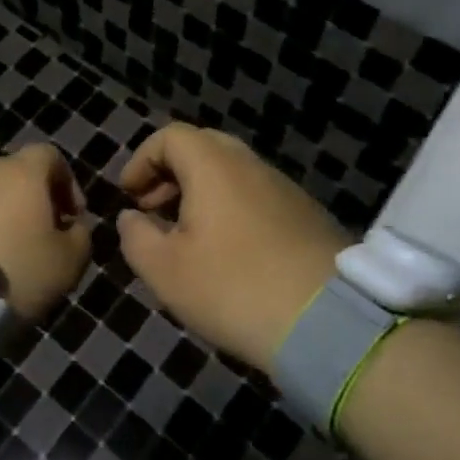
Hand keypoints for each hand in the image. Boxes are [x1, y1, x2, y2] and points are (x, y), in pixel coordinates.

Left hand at [0, 144, 90, 320]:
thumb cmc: (15, 269)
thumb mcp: (69, 262)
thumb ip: (80, 237)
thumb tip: (73, 228)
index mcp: (23, 173)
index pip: (50, 156)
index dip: (67, 183)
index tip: (73, 217)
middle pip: (18, 176)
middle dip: (35, 203)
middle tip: (43, 240)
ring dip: (4, 219)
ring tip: (11, 257)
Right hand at [117, 123, 348, 371]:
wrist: (329, 324)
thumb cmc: (233, 288)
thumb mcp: (165, 270)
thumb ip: (136, 236)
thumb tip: (132, 218)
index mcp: (214, 166)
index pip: (170, 136)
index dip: (142, 160)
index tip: (129, 196)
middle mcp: (252, 165)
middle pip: (203, 148)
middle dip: (171, 173)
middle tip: (154, 209)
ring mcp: (285, 189)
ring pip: (233, 174)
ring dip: (201, 193)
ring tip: (187, 236)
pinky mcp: (307, 216)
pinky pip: (257, 197)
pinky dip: (231, 209)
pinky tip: (228, 252)